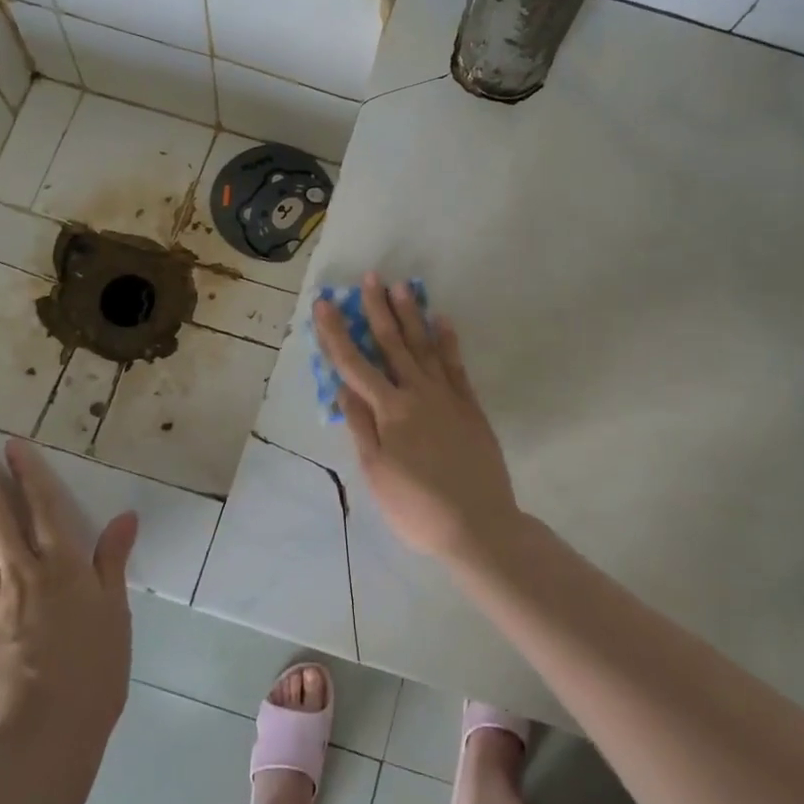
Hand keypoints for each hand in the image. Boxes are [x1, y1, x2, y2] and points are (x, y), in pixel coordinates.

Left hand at [0, 438, 138, 743]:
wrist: (46, 736)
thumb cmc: (94, 671)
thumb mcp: (116, 613)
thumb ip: (113, 561)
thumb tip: (125, 516)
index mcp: (63, 568)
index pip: (44, 509)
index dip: (29, 475)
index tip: (13, 445)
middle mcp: (25, 575)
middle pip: (0, 518)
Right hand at [313, 274, 521, 560]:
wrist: (479, 525)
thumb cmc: (417, 507)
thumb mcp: (377, 473)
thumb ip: (361, 426)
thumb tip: (343, 388)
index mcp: (390, 410)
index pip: (355, 364)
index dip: (336, 333)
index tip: (324, 304)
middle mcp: (418, 393)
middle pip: (393, 344)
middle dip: (377, 310)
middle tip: (370, 278)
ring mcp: (448, 396)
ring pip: (425, 346)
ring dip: (412, 315)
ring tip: (403, 287)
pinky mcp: (470, 405)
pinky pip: (457, 364)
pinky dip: (448, 340)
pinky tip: (443, 321)